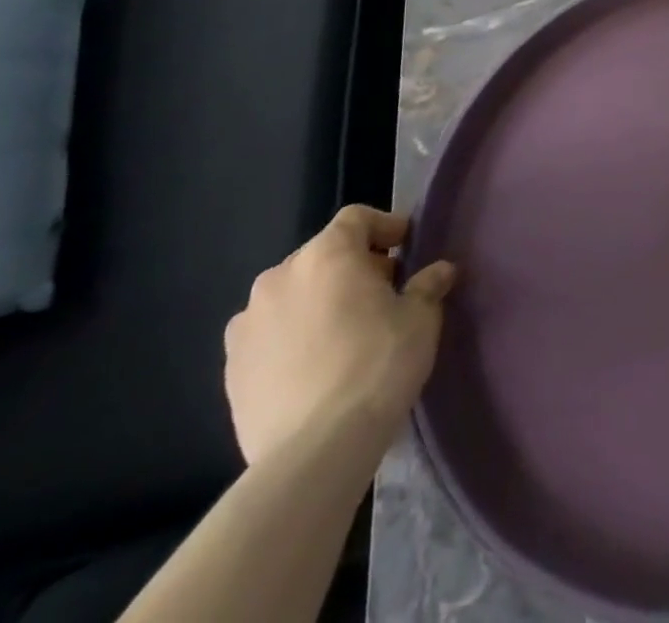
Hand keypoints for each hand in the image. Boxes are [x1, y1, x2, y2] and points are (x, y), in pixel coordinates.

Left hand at [224, 206, 455, 466]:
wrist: (314, 451)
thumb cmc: (378, 364)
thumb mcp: (421, 318)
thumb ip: (428, 285)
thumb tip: (438, 271)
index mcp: (326, 255)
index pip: (356, 218)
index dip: (385, 227)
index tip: (407, 249)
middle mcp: (278, 279)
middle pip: (321, 255)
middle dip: (353, 267)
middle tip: (383, 293)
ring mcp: (246, 326)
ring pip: (292, 296)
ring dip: (319, 302)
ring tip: (346, 332)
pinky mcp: (230, 371)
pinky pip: (269, 336)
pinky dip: (293, 337)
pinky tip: (317, 366)